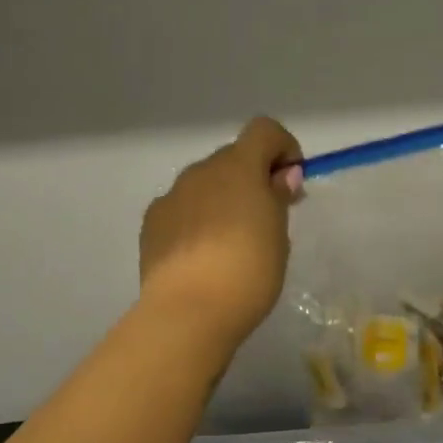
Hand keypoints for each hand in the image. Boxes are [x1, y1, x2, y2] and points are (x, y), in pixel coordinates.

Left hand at [139, 117, 303, 347]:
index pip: (264, 131)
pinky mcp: (152, 224)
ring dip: (221, 201)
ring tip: (230, 245)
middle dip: (251, 180)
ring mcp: (171, 196)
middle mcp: (201, 171)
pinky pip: (181, 210)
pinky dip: (195, 222)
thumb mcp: (279, 235)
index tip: (290, 183)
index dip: (283, 148)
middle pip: (233, 159)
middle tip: (265, 220)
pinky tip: (200, 257)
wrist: (189, 311)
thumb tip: (281, 177)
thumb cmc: (248, 270)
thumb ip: (278, 198)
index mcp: (238, 166)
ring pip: (204, 185)